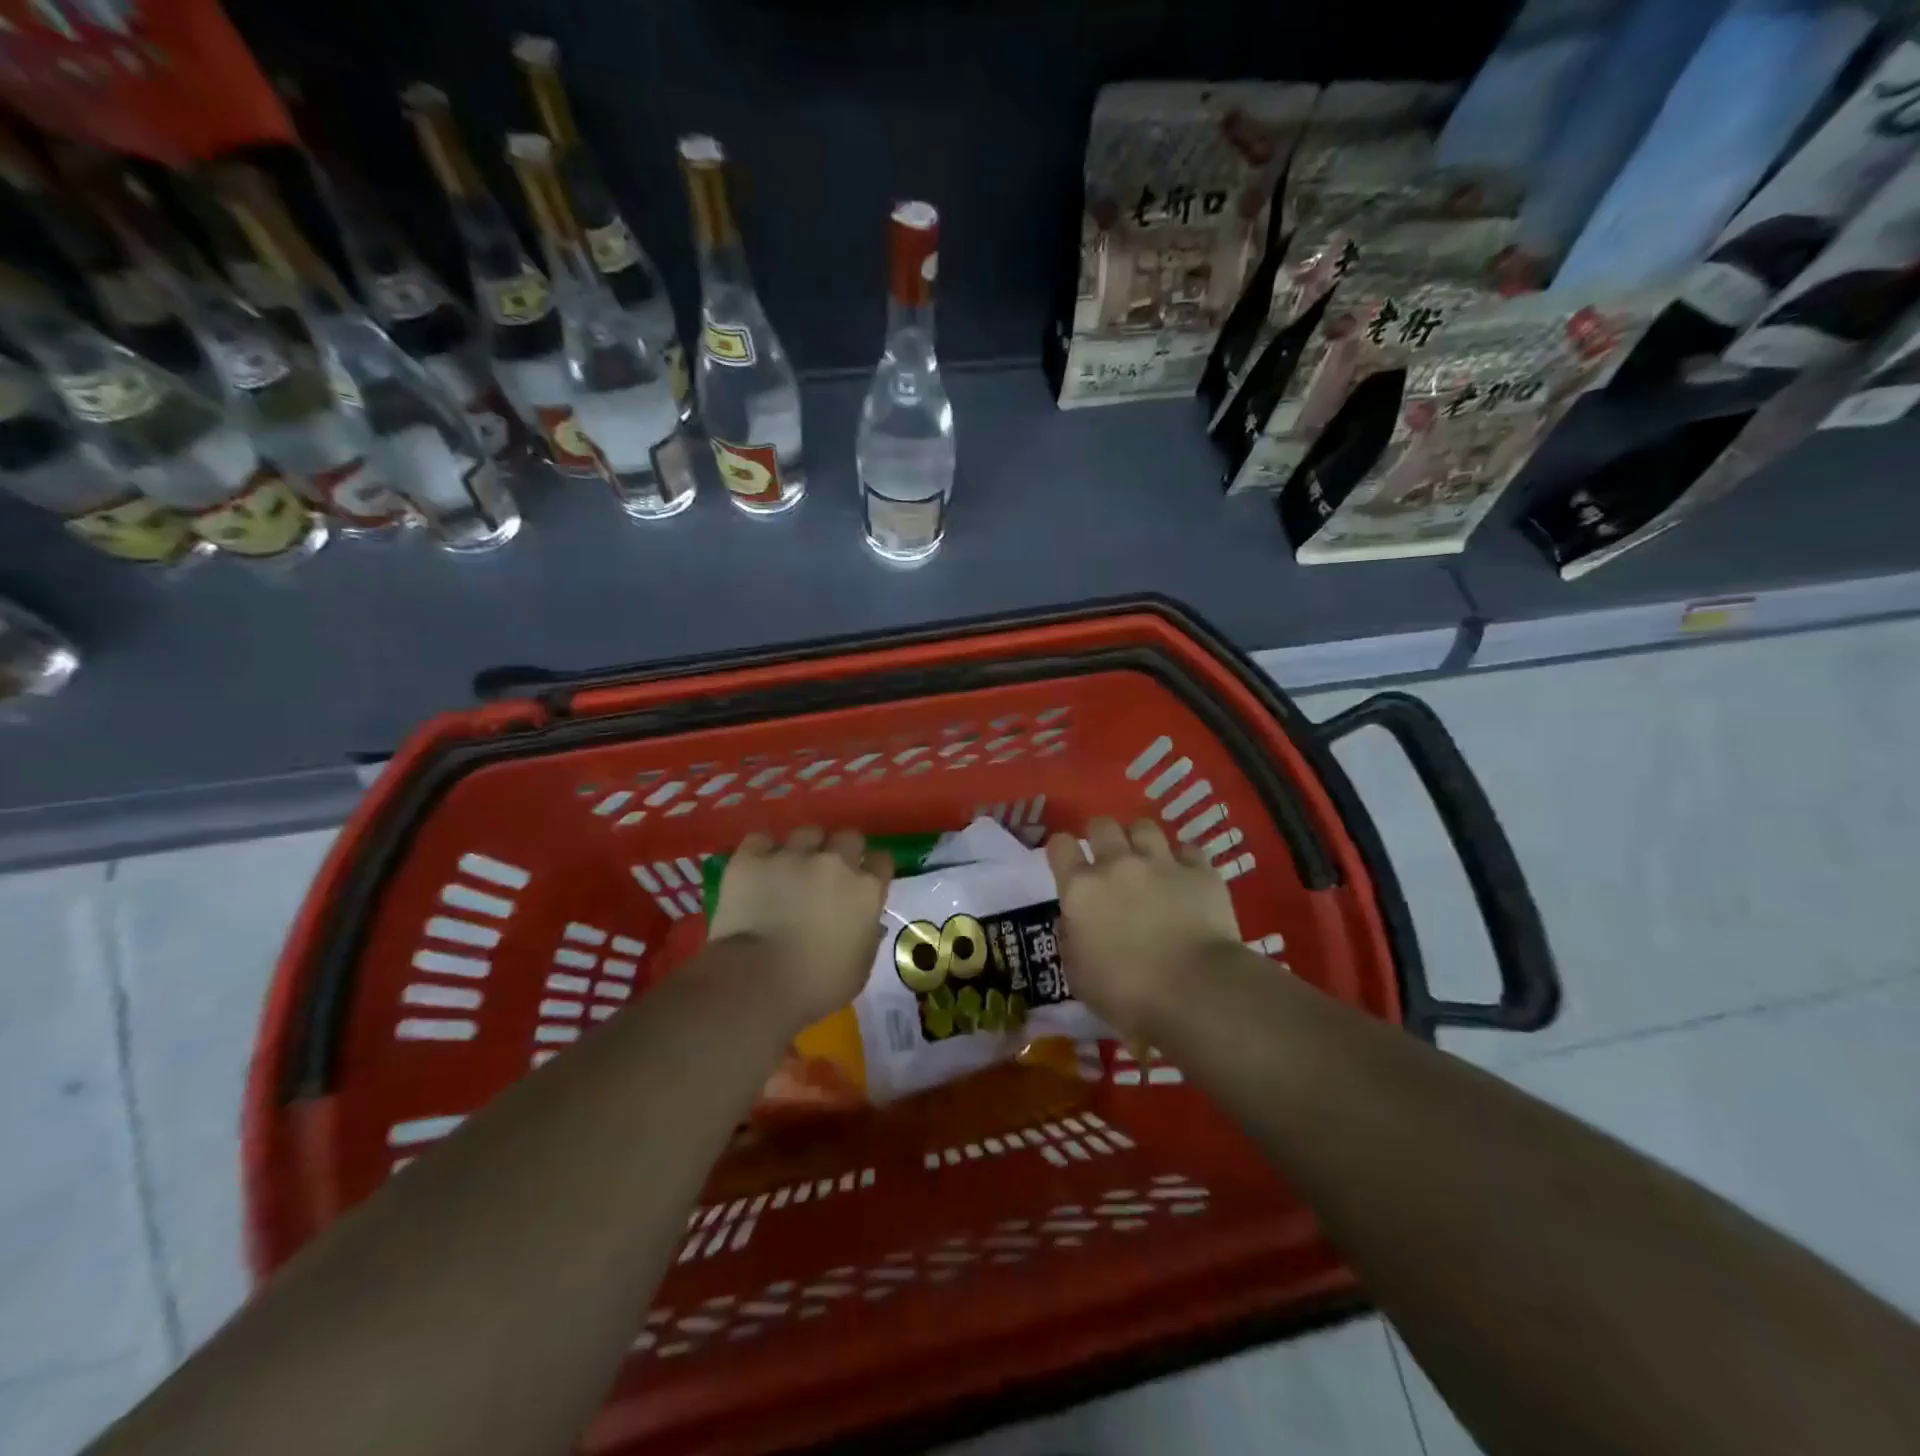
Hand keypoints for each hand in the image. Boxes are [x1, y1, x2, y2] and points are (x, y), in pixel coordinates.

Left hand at [710, 827, 892, 1027]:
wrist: (757, 983)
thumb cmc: (817, 986)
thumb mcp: (860, 968)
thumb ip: (867, 935)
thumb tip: (866, 924)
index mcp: (866, 889)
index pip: (882, 861)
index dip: (873, 870)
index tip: (865, 882)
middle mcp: (834, 862)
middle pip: (848, 837)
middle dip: (842, 851)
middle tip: (829, 874)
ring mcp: (792, 856)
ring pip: (807, 833)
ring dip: (805, 848)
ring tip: (792, 867)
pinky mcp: (752, 859)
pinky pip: (761, 840)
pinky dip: (762, 851)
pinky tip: (759, 867)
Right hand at [1047, 817, 1243, 1036]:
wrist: (1195, 991)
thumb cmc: (1127, 993)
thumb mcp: (1078, 976)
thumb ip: (1071, 940)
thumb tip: (1075, 923)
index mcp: (1081, 889)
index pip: (1060, 846)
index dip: (1061, 849)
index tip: (1066, 861)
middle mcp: (1117, 864)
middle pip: (1102, 825)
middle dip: (1101, 835)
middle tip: (1107, 857)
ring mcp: (1161, 863)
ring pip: (1144, 827)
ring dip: (1140, 840)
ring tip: (1146, 858)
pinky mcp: (1200, 872)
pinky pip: (1188, 849)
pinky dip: (1183, 859)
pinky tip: (1185, 875)